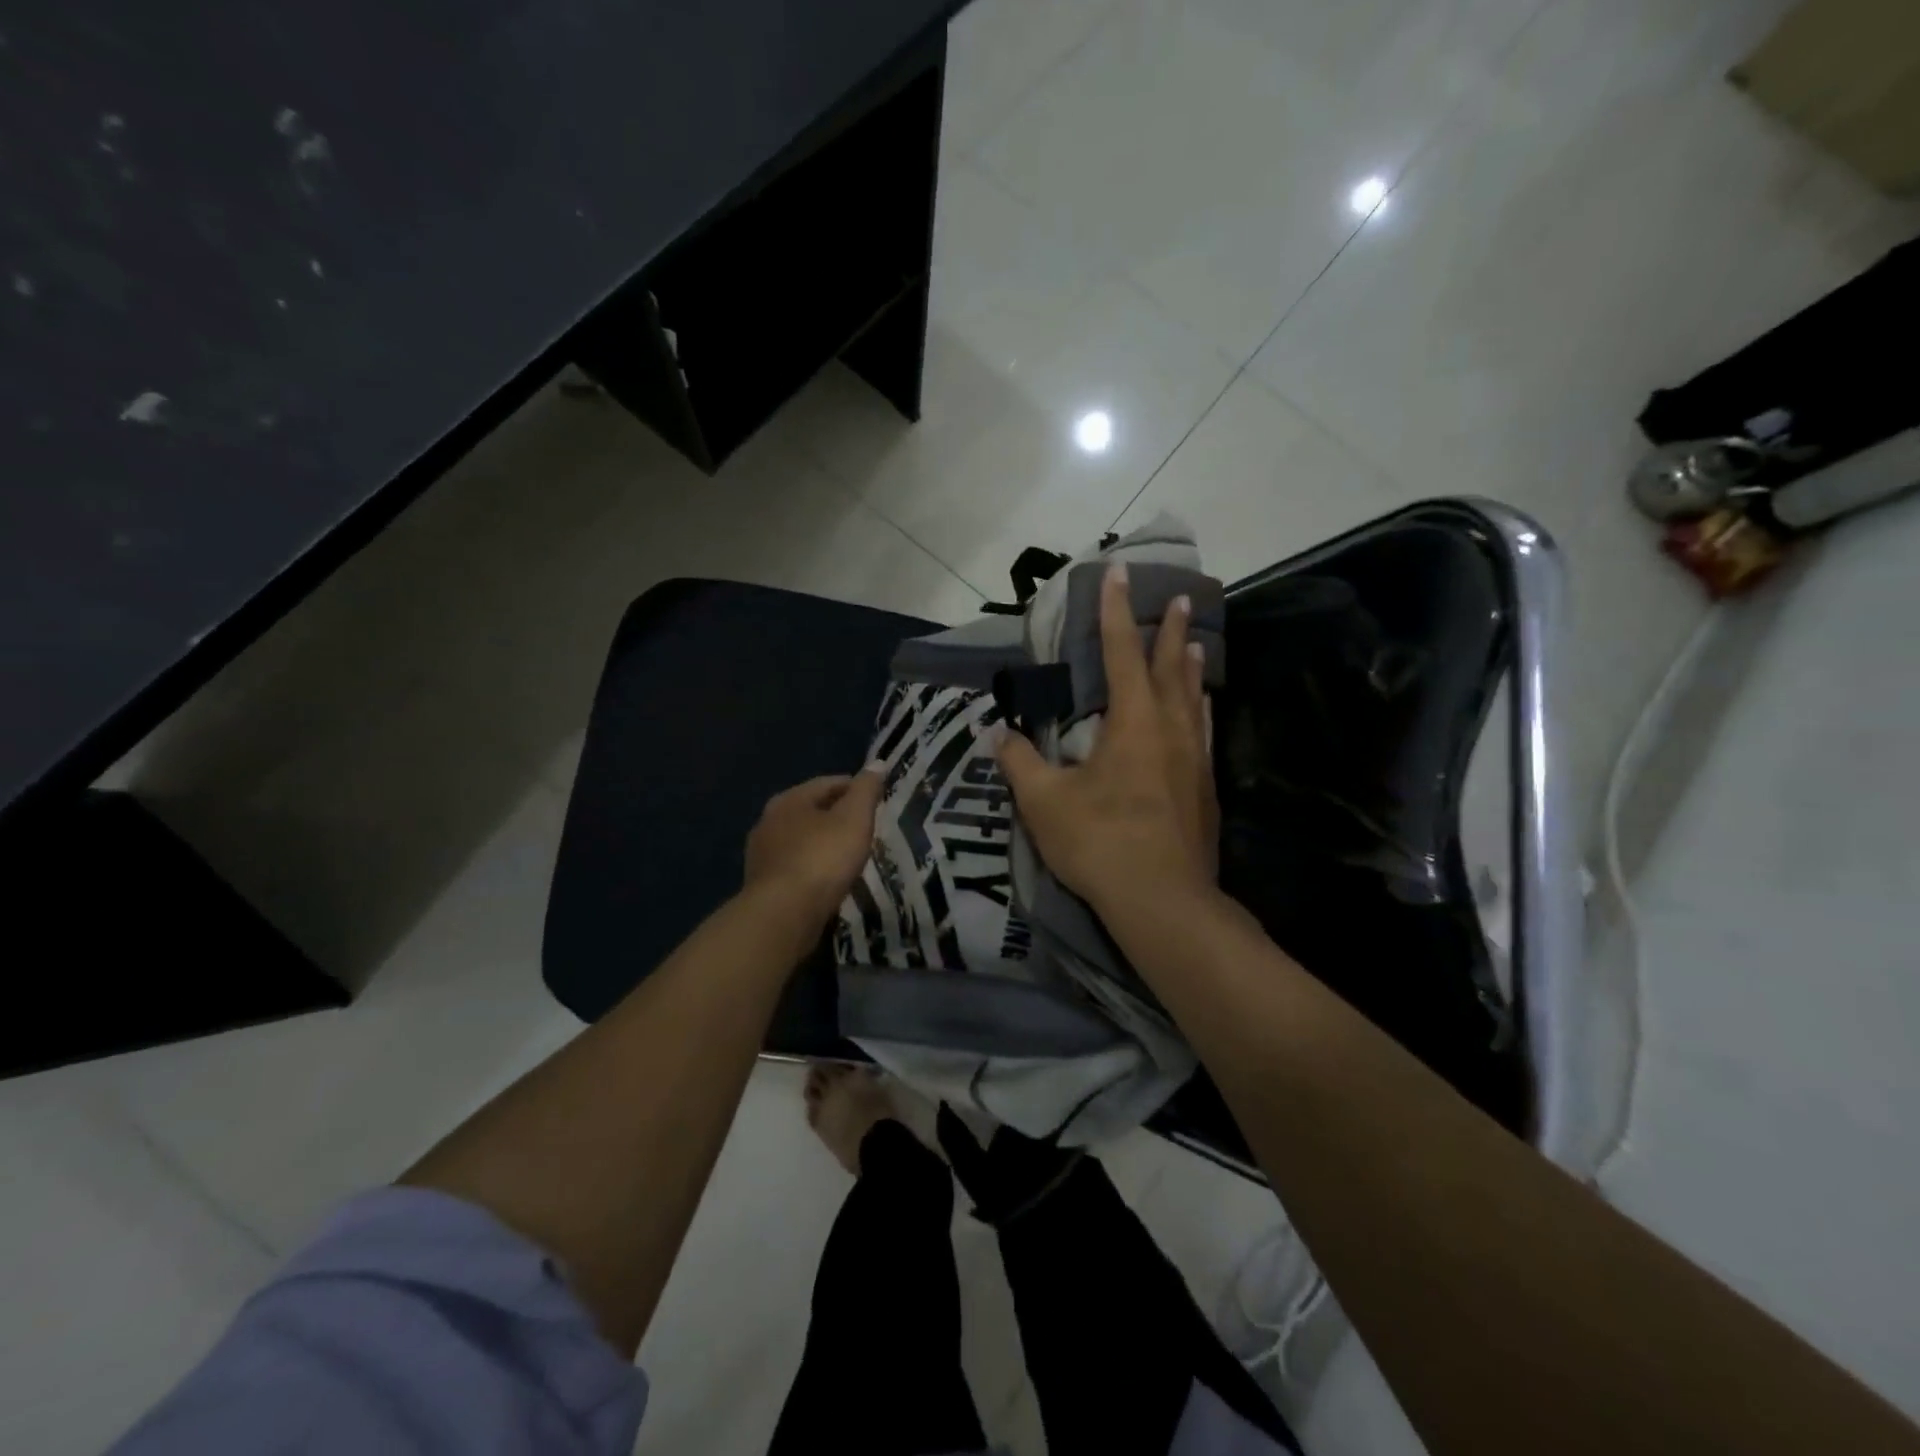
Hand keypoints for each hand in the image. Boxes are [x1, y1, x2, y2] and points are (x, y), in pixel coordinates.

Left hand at [742, 772, 884, 927]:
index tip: (877, 799)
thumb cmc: (822, 858)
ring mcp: (762, 854)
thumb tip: (877, 763)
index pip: (828, 783)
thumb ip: (865, 790)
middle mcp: (769, 820)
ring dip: (823, 841)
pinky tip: (828, 877)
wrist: (783, 915)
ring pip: (801, 838)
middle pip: (811, 809)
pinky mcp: (763, 883)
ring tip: (849, 853)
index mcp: (789, 799)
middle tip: (865, 826)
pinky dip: (813, 865)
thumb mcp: (854, 818)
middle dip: (837, 814)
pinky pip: (795, 864)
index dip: (855, 787)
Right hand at [995, 561, 1217, 919]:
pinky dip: (1201, 710)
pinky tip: (1203, 713)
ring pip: (1195, 699)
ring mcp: (1194, 760)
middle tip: (1178, 596)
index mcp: (1132, 723)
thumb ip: (1021, 763)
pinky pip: (1204, 732)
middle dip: (1168, 630)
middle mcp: (1170, 730)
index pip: (1120, 653)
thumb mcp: (1045, 802)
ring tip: (1196, 643)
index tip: (1117, 573)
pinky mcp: (1204, 789)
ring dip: (1191, 667)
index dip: (1114, 612)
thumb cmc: (1100, 842)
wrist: (1163, 901)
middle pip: (1170, 668)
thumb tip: (1000, 735)